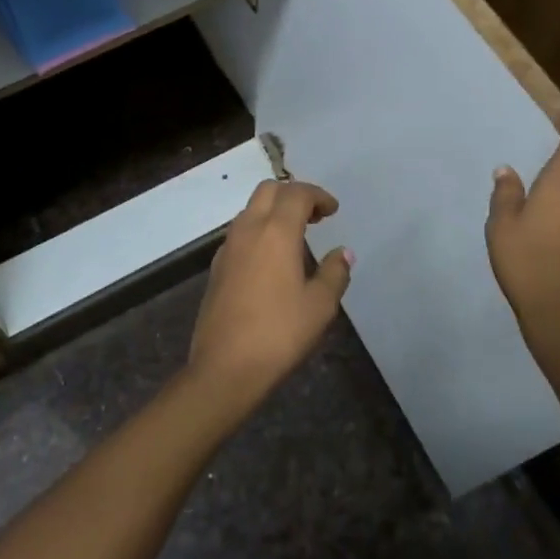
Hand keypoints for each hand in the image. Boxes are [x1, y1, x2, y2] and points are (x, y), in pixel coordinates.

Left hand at [187, 180, 352, 402]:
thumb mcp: (319, 306)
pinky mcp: (217, 267)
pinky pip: (240, 232)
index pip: (296, 193)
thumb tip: (343, 253)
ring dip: (274, 210)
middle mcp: (248, 229)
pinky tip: (271, 258)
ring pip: (250, 209)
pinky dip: (259, 230)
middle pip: (268, 191)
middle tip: (315, 215)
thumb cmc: (279, 334)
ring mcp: (228, 247)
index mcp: (276, 232)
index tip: (333, 210)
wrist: (224, 367)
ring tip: (296, 234)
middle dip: (293, 194)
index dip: (318, 195)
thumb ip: (334, 273)